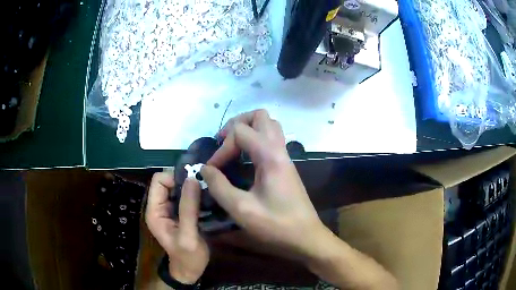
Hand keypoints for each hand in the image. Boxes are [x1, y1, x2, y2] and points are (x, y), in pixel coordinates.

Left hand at [145, 171, 208, 283]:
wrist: (190, 270)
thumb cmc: (188, 257)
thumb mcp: (189, 235)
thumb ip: (188, 208)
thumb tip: (192, 179)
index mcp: (155, 211)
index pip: (159, 180)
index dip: (175, 178)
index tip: (194, 184)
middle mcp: (159, 207)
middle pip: (168, 182)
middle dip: (185, 181)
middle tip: (205, 186)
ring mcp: (168, 210)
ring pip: (177, 188)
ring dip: (191, 188)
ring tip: (208, 192)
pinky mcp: (178, 213)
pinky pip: (184, 196)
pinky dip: (195, 195)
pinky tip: (207, 200)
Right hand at [201, 109, 327, 260]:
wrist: (306, 237)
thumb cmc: (276, 226)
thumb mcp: (241, 209)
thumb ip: (219, 186)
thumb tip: (205, 169)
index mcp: (270, 156)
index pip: (240, 132)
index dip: (222, 148)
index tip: (212, 169)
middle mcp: (279, 150)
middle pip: (260, 116)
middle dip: (237, 124)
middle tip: (222, 141)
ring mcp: (285, 157)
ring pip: (269, 126)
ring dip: (248, 129)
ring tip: (232, 146)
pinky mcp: (286, 166)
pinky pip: (271, 140)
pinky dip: (255, 140)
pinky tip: (245, 159)